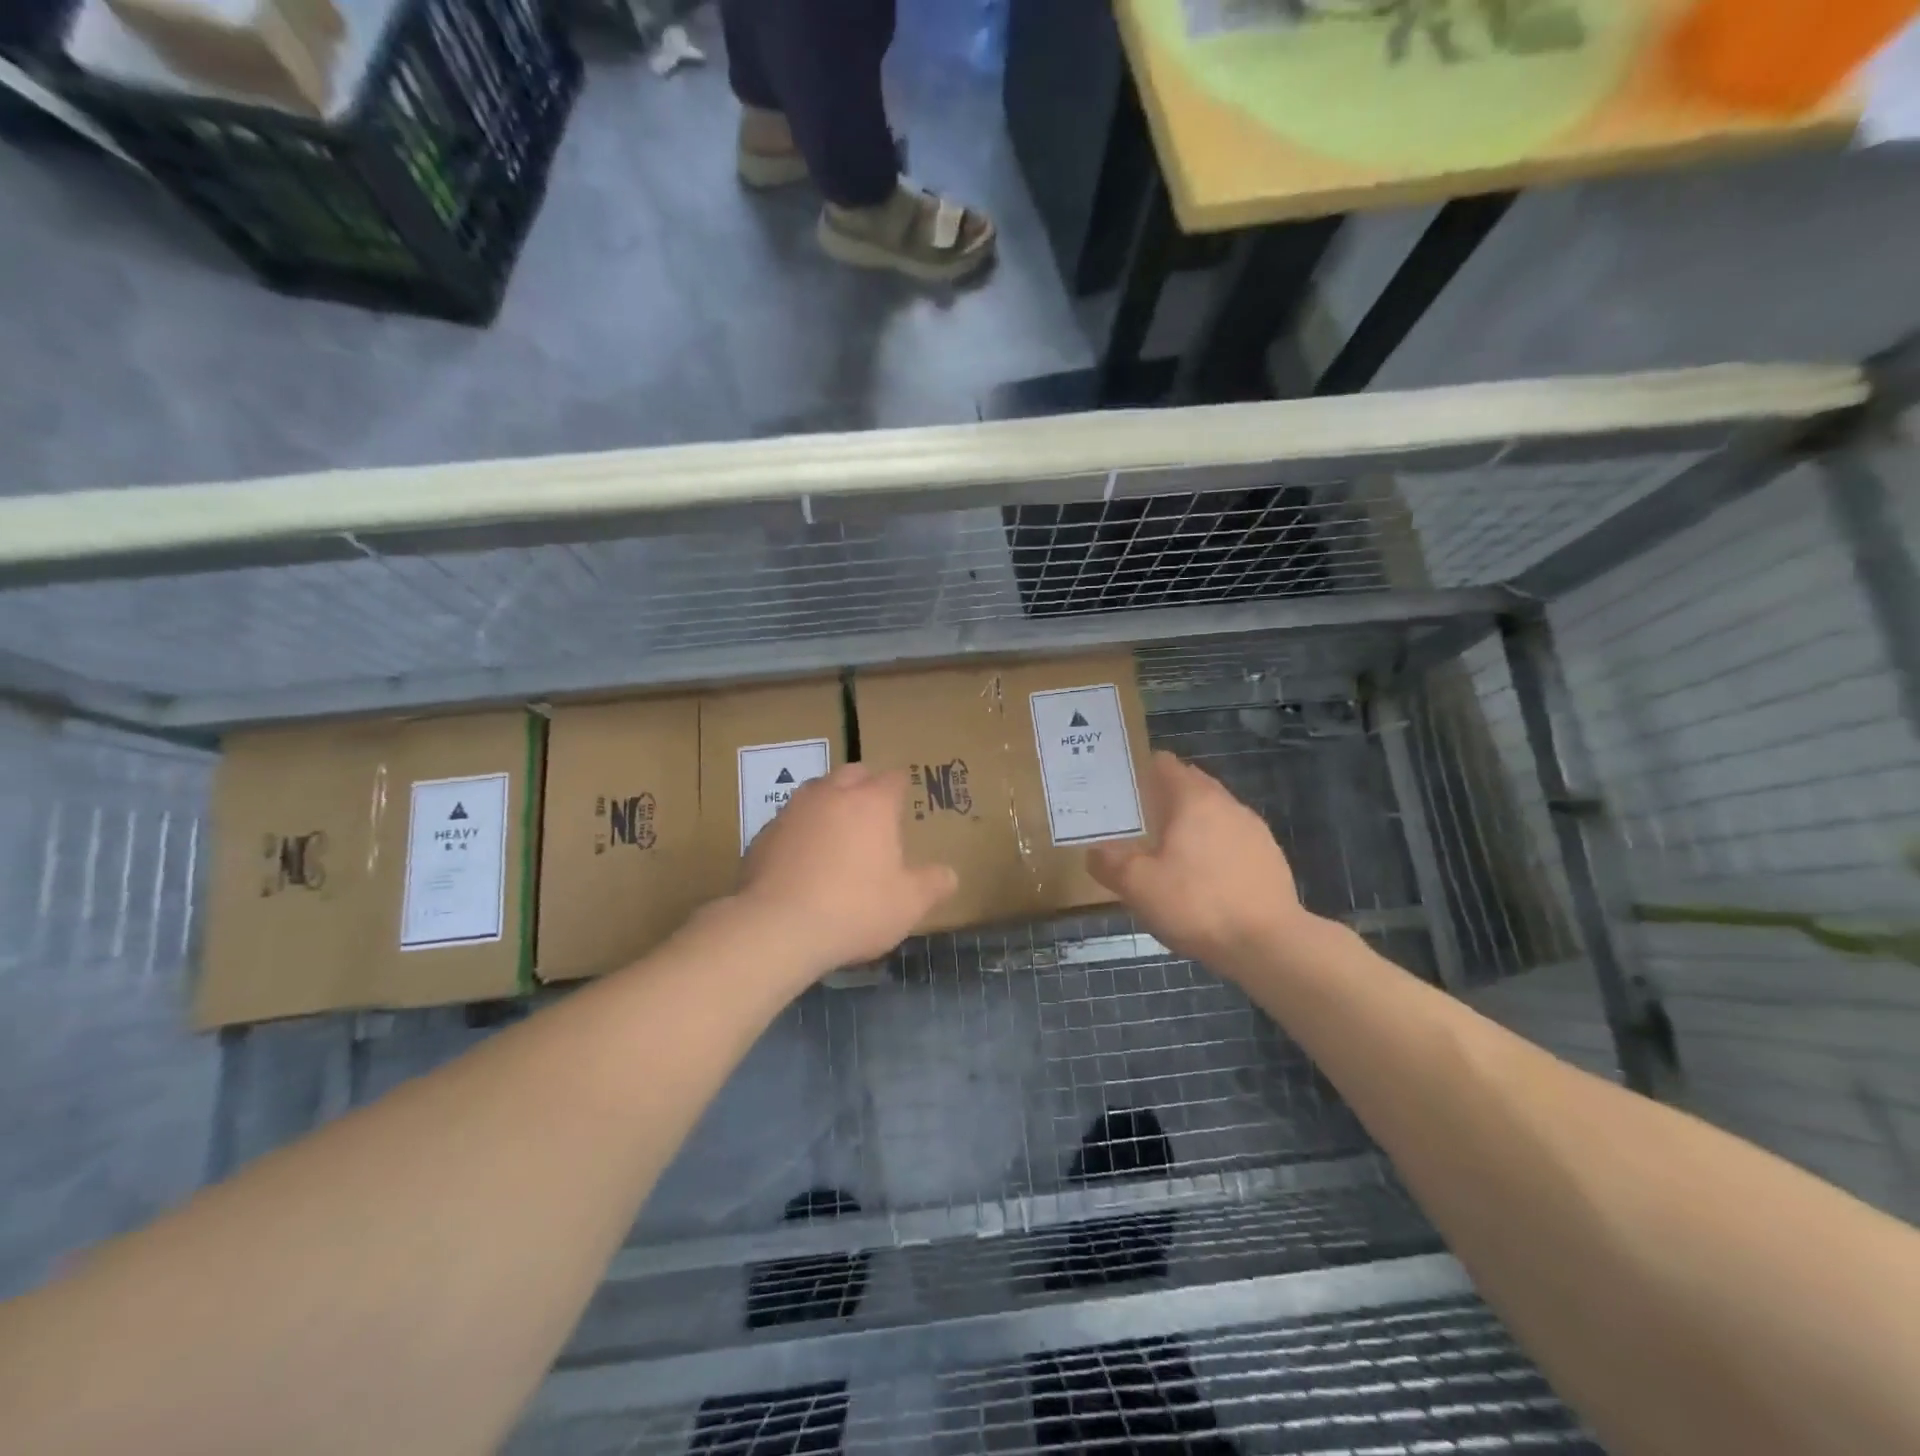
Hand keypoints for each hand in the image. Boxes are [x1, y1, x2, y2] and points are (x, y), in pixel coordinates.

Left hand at [734, 763, 957, 974]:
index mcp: (872, 803)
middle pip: (852, 773)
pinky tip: (803, 861)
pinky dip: (800, 832)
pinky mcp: (763, 835)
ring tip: (836, 833)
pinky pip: (789, 822)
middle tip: (873, 813)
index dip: (901, 788)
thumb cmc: (854, 909)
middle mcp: (831, 795)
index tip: (904, 804)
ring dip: (829, 803)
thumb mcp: (908, 904)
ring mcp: (793, 811)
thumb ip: (933, 884)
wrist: (777, 928)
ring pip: (816, 791)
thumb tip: (949, 874)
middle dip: (864, 785)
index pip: (893, 778)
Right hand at [1089, 752, 1314, 974]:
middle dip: (1165, 796)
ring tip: (1169, 850)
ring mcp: (1254, 830)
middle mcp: (1227, 804)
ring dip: (1192, 823)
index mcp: (1193, 799)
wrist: (1269, 944)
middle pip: (1191, 785)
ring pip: (1214, 813)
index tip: (1122, 787)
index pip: (1166, 764)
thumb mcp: (1138, 886)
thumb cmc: (1197, 904)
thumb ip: (1109, 863)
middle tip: (1138, 820)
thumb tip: (1095, 852)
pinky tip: (1203, 877)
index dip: (1142, 770)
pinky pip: (1233, 839)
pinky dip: (1214, 847)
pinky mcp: (1270, 857)